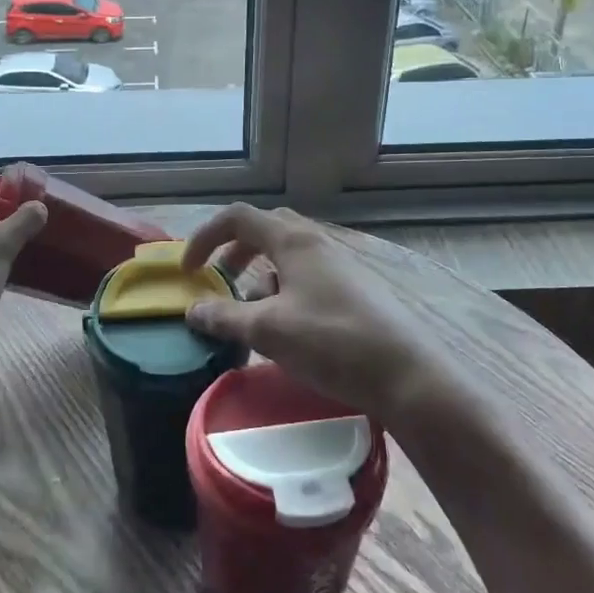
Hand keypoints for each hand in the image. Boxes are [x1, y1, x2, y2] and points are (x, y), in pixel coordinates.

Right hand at [181, 204, 447, 420]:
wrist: (406, 374)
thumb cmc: (332, 342)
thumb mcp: (269, 331)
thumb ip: (225, 317)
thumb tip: (192, 310)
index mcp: (293, 240)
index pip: (238, 218)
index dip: (205, 237)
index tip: (187, 271)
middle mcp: (316, 242)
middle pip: (265, 230)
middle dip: (234, 251)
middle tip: (217, 279)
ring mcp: (339, 265)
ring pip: (287, 256)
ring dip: (260, 276)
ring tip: (251, 314)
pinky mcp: (354, 290)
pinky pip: (307, 277)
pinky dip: (284, 292)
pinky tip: (286, 329)